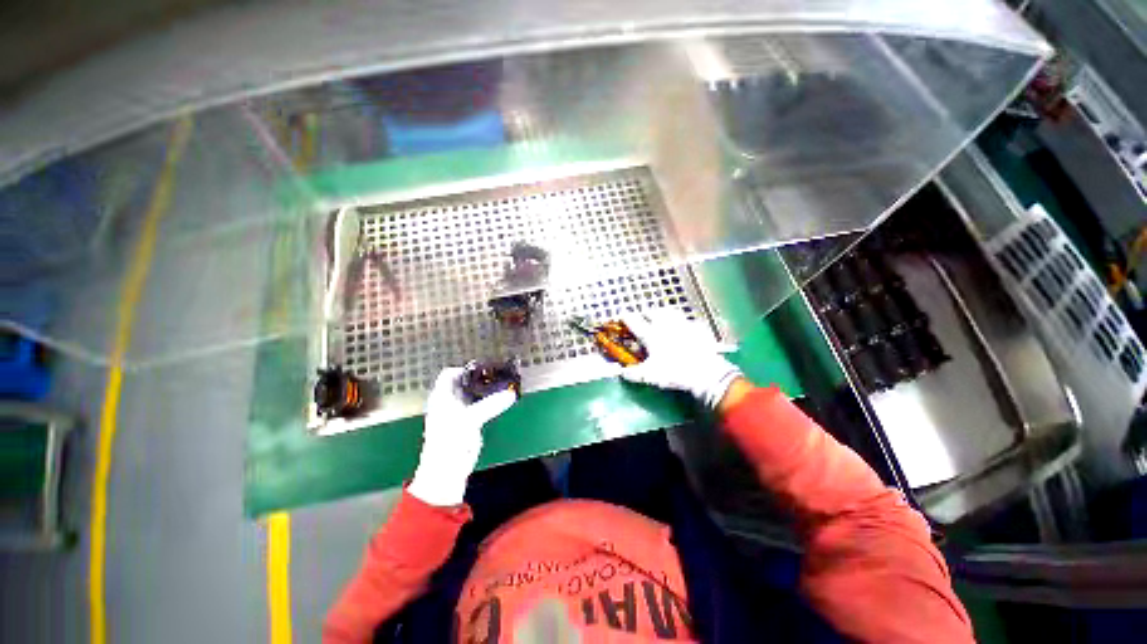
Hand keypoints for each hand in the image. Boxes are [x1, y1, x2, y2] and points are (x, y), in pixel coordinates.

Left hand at [407, 367, 516, 506]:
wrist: (447, 471)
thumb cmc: (449, 442)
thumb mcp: (469, 419)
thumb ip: (491, 405)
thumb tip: (511, 395)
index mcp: (441, 397)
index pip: (450, 373)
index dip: (465, 368)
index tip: (483, 367)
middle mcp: (450, 401)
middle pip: (465, 382)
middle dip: (481, 377)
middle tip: (498, 373)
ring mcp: (460, 411)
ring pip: (475, 393)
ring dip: (487, 389)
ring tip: (503, 382)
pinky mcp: (471, 421)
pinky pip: (482, 405)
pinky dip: (491, 400)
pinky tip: (502, 398)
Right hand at [620, 309, 742, 408]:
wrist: (705, 372)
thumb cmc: (674, 373)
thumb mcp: (650, 376)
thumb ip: (634, 373)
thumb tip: (622, 372)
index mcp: (651, 335)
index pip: (634, 321)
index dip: (626, 317)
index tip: (621, 316)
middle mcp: (665, 325)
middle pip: (651, 312)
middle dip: (644, 313)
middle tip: (642, 317)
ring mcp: (682, 324)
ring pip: (669, 311)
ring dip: (662, 312)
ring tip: (660, 315)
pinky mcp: (697, 328)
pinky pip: (688, 320)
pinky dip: (683, 322)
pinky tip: (684, 327)